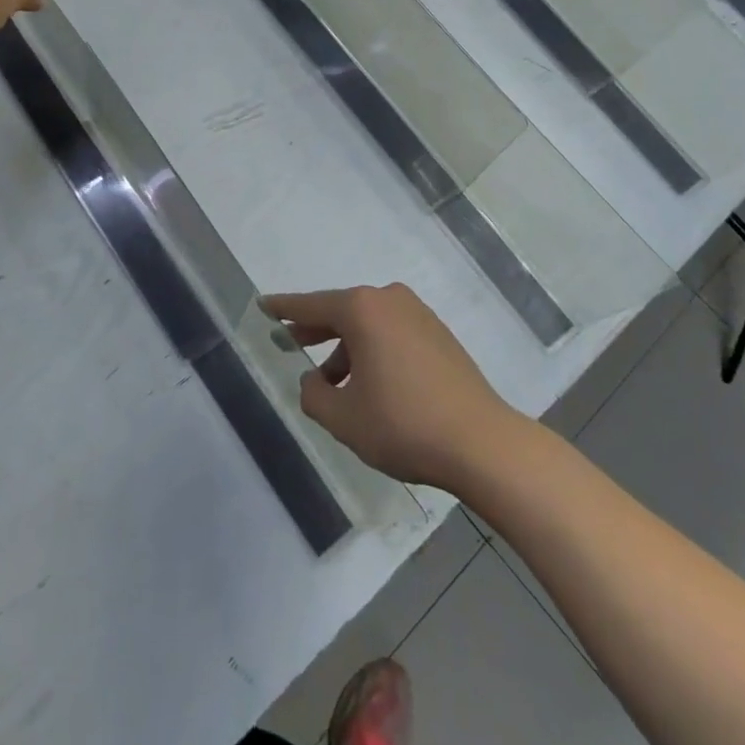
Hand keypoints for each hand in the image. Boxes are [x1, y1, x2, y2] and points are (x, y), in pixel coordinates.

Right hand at [262, 284, 521, 491]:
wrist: (481, 442)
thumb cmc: (403, 424)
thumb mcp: (343, 418)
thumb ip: (313, 395)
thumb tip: (313, 381)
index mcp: (363, 309)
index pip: (312, 305)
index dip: (284, 309)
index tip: (264, 305)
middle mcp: (390, 301)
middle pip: (342, 311)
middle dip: (316, 329)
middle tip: (290, 340)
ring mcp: (419, 315)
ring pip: (369, 325)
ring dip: (347, 349)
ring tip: (332, 384)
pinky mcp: (439, 335)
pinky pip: (392, 334)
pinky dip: (373, 351)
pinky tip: (369, 384)